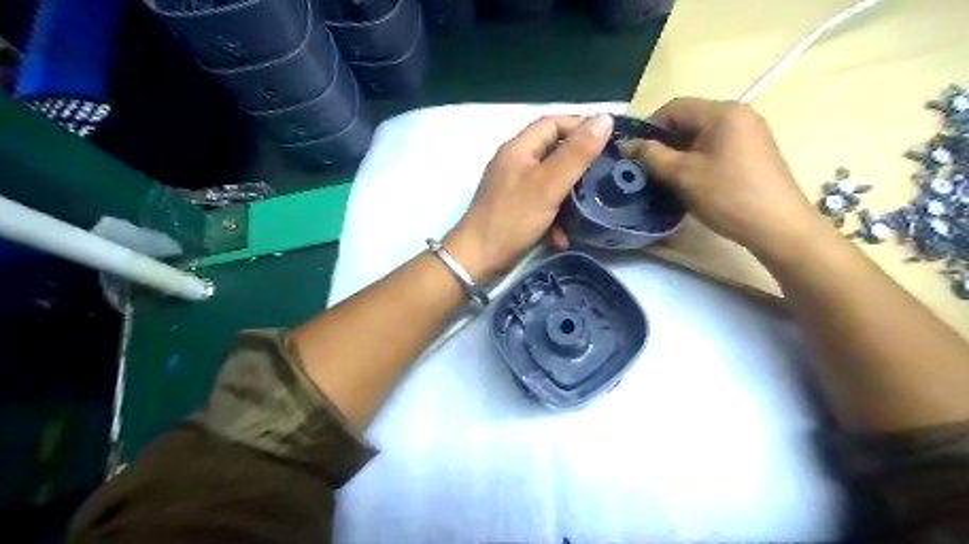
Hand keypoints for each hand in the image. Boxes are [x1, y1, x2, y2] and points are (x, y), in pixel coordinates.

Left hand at [443, 115, 607, 284]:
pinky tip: (561, 236)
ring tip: (587, 210)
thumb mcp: (548, 184)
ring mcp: (513, 188)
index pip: (553, 123)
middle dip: (578, 166)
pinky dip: (554, 218)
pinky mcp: (514, 210)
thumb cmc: (512, 218)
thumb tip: (604, 118)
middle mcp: (514, 163)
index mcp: (519, 148)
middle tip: (602, 177)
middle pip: (553, 153)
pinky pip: (541, 205)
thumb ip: (576, 154)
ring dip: (568, 199)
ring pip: (550, 183)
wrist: (478, 259)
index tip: (608, 140)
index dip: (581, 127)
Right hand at [616, 95, 827, 255]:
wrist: (778, 225)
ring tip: (665, 176)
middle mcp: (738, 114)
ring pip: (701, 134)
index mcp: (722, 112)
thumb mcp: (682, 175)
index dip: (649, 127)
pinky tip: (690, 180)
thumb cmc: (727, 196)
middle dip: (664, 141)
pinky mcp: (753, 150)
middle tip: (647, 167)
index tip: (634, 152)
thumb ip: (651, 155)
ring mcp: (749, 132)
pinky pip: (716, 145)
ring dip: (679, 152)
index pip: (674, 107)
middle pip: (689, 119)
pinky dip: (697, 158)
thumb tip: (624, 144)